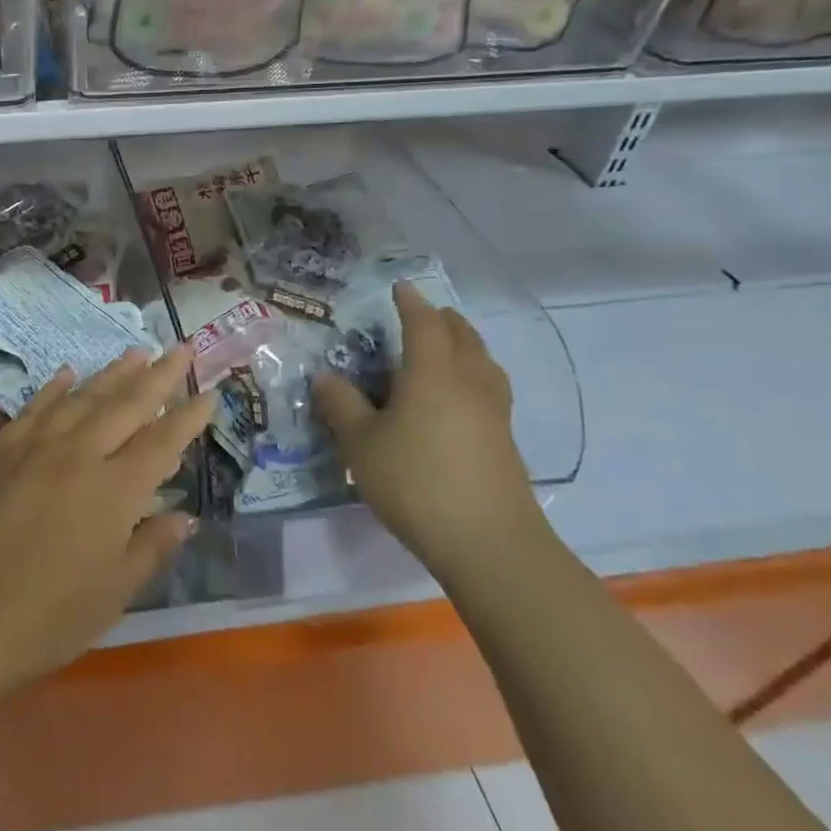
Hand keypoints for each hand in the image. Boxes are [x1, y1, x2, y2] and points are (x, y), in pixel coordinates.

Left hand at [0, 345, 214, 707]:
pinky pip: (33, 409)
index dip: (188, 417)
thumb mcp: (113, 593)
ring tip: (136, 352)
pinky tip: (67, 374)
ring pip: (81, 398)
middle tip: (181, 349)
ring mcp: (34, 448)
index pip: (162, 442)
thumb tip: (184, 516)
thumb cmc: (46, 620)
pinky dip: (54, 388)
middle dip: (158, 376)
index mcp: (114, 490)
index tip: (209, 394)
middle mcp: (78, 455)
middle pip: (125, 405)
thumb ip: (150, 547)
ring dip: (112, 373)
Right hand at [313, 283, 544, 579]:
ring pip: (483, 362)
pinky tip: (459, 398)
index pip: (423, 324)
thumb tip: (326, 376)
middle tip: (424, 314)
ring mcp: (493, 412)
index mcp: (432, 373)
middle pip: (462, 337)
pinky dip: (474, 376)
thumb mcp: (361, 444)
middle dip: (443, 320)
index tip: (400, 288)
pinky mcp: (504, 440)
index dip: (410, 303)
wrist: (489, 542)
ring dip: (465, 345)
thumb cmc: (415, 481)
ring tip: (447, 348)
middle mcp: (468, 382)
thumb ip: (342, 405)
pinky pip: (489, 389)